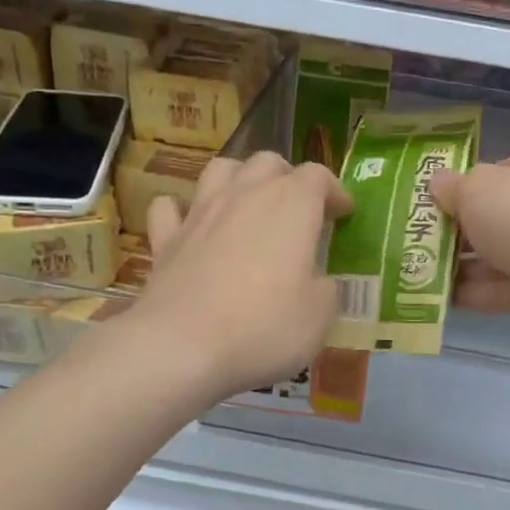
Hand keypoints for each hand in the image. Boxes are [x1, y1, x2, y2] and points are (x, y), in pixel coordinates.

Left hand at [137, 152, 350, 400]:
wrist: (182, 346)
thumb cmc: (264, 327)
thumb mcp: (320, 316)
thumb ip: (325, 289)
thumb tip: (317, 282)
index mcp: (292, 205)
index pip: (318, 176)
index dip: (335, 190)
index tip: (343, 213)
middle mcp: (245, 195)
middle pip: (268, 162)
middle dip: (288, 177)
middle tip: (298, 208)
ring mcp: (200, 212)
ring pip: (220, 169)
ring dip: (239, 178)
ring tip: (248, 203)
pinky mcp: (166, 238)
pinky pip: (170, 207)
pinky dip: (182, 210)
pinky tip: (191, 225)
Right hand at [430, 148, 509, 345]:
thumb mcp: (477, 188)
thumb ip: (452, 187)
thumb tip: (435, 184)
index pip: (499, 171)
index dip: (465, 184)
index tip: (431, 201)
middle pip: (494, 217)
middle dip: (456, 230)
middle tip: (414, 239)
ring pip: (495, 256)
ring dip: (459, 265)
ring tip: (416, 271)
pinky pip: (500, 289)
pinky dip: (472, 293)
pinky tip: (438, 297)